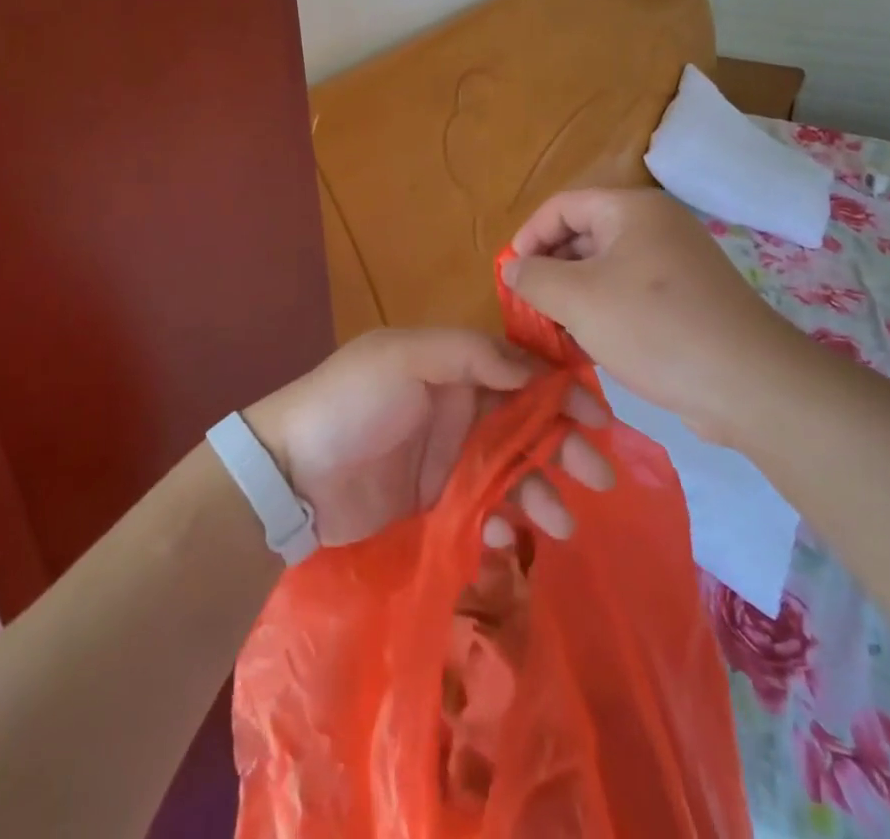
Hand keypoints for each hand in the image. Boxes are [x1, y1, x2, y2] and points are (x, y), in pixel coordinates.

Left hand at [246, 328, 613, 548]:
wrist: (290, 477)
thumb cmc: (351, 402)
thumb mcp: (405, 357)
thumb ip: (470, 354)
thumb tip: (533, 368)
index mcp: (455, 365)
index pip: (522, 370)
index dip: (562, 389)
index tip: (597, 416)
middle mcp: (461, 407)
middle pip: (528, 423)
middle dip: (565, 444)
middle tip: (599, 475)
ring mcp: (452, 458)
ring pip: (513, 469)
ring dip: (542, 490)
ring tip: (562, 522)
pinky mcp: (440, 503)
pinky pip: (486, 508)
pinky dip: (501, 521)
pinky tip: (501, 535)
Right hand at [504, 188, 789, 445]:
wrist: (749, 385)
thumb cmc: (655, 328)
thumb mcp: (578, 300)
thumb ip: (534, 278)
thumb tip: (512, 268)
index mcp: (631, 209)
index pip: (561, 207)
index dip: (528, 237)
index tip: (509, 279)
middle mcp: (656, 226)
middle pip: (584, 235)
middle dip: (550, 271)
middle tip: (527, 311)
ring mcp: (676, 264)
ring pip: (606, 270)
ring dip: (574, 298)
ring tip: (553, 334)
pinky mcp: (687, 301)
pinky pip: (630, 295)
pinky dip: (604, 314)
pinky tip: (590, 348)